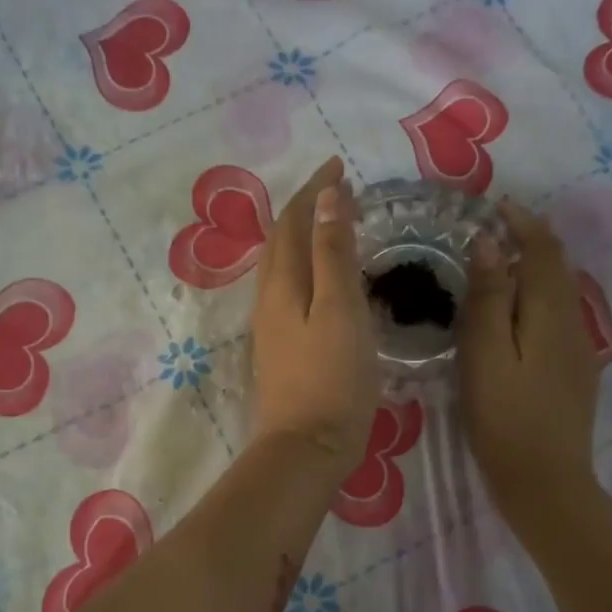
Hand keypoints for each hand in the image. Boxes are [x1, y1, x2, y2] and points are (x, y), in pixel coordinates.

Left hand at [249, 157, 379, 479]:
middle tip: (337, 190)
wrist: (306, 447)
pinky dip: (307, 267)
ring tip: (332, 224)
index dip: (314, 189)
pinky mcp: (281, 348)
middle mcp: (269, 298)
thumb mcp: (341, 309)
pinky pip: (291, 290)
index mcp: (283, 284)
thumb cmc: (332, 378)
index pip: (293, 221)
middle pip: (281, 240)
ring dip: (303, 236)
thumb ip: (333, 253)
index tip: (339, 164)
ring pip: (283, 266)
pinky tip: (324, 279)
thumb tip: (327, 197)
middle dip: (305, 208)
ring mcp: (272, 326)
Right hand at [459, 200, 601, 522]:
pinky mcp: (574, 371)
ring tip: (495, 266)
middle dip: (530, 240)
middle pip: (557, 267)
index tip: (495, 206)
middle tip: (490, 231)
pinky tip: (512, 314)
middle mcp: (573, 322)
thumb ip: (488, 298)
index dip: (523, 222)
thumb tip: (489, 243)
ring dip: (533, 268)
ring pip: (559, 292)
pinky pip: (557, 316)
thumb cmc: (504, 419)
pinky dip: (536, 297)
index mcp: (550, 312)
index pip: (544, 250)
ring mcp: (578, 348)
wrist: (546, 482)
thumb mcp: (484, 355)